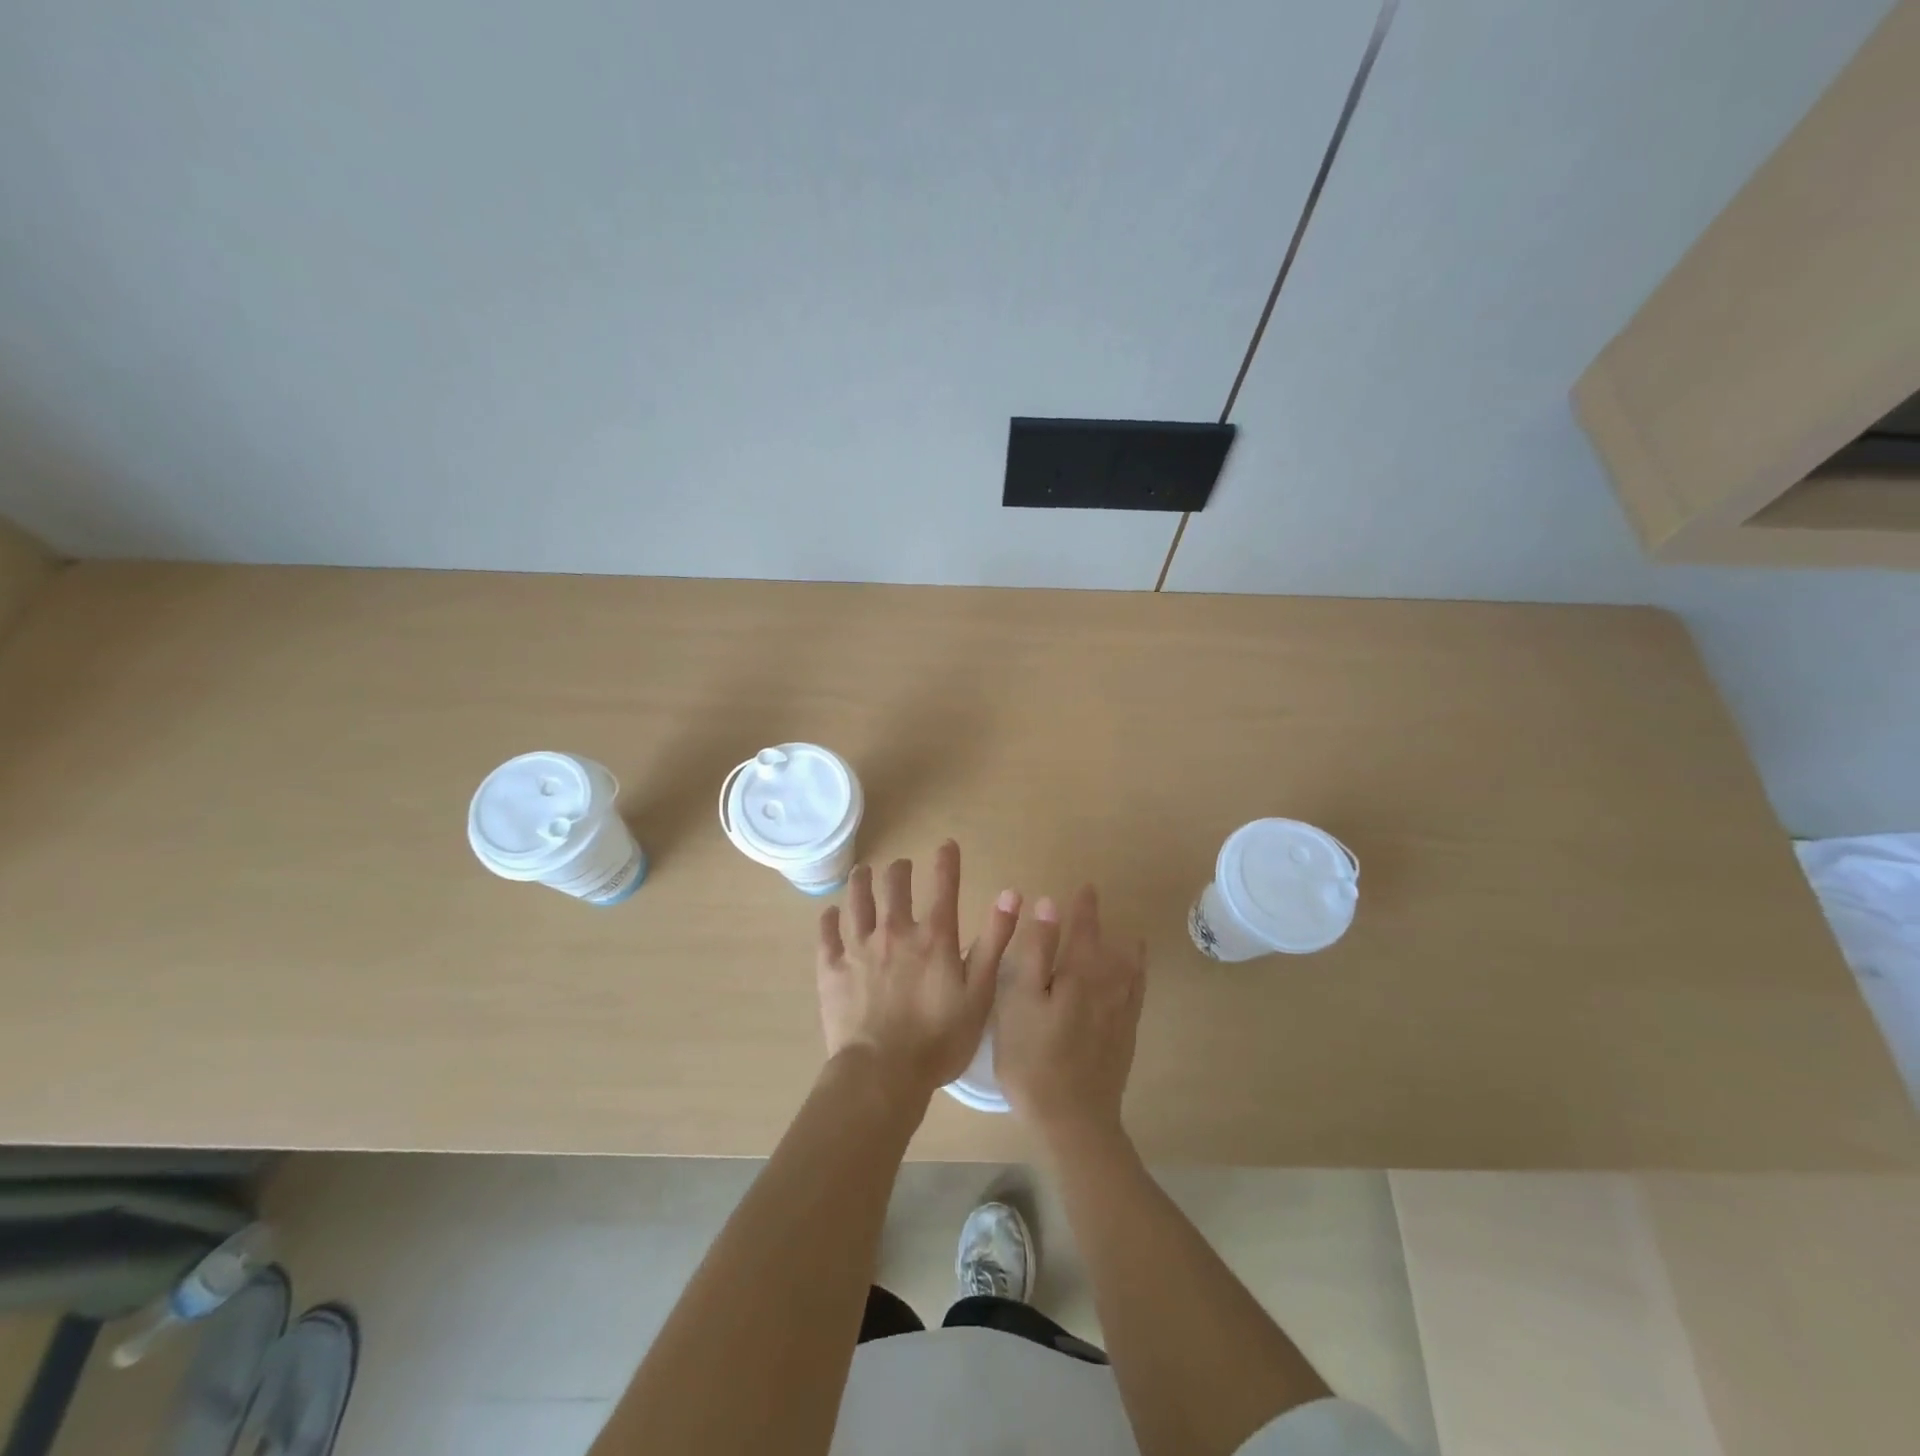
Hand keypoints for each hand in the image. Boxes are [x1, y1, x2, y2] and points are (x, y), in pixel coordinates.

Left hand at [817, 841, 1021, 1102]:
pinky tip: (830, 912)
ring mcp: (859, 948)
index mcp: (933, 938)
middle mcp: (894, 932)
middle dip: (899, 870)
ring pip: (858, 901)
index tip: (946, 844)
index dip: (947, 861)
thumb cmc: (940, 1039)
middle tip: (901, 865)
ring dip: (861, 882)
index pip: (944, 886)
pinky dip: (829, 919)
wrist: (883, 1074)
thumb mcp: (980, 993)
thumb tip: (1011, 894)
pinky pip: (827, 935)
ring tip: (863, 872)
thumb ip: (994, 941)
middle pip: (894, 886)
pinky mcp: (832, 969)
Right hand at [995, 885, 1145, 1143]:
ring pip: (1129, 969)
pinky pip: (1137, 995)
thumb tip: (1050, 905)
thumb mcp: (1019, 1000)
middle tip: (1094, 904)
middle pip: (1108, 945)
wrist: (1072, 1119)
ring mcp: (1121, 1013)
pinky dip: (1137, 978)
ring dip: (1126, 948)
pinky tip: (1134, 978)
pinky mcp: (1125, 1037)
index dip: (1083, 907)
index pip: (1084, 928)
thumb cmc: (1033, 1058)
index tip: (1085, 887)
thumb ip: (1036, 950)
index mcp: (1079, 973)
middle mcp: (1108, 985)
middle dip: (1099, 923)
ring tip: (1126, 936)